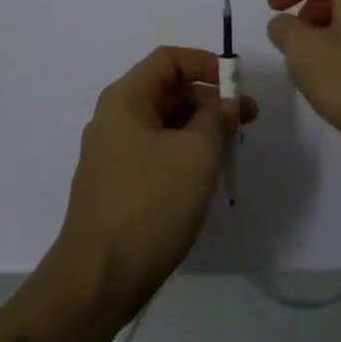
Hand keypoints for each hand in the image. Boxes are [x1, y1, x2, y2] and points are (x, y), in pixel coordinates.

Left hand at [52, 46, 257, 326]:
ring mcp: (112, 154)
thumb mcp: (196, 154)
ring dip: (199, 129)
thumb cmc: (149, 204)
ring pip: (163, 124)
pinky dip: (183, 154)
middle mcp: (114, 118)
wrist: (96, 282)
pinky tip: (203, 178)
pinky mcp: (116, 186)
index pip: (168, 60)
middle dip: (208, 100)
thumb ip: (217, 119)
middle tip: (244, 122)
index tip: (236, 85)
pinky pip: (155, 152)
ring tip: (229, 151)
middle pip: (167, 91)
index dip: (205, 64)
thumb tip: (226, 103)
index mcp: (125, 99)